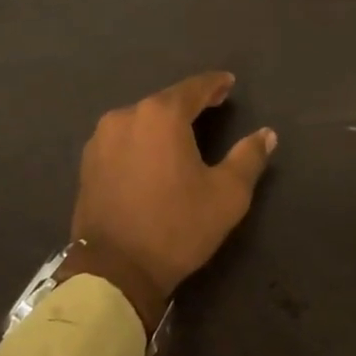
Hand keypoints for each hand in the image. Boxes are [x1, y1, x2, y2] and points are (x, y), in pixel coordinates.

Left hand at [62, 72, 276, 333]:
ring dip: (163, 122)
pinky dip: (141, 140)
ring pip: (142, 119)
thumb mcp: (227, 195)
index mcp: (162, 115)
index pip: (195, 88)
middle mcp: (127, 115)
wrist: (114, 273)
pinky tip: (152, 155)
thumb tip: (267, 134)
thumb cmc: (176, 227)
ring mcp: (101, 138)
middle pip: (166, 101)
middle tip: (213, 106)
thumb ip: (249, 157)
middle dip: (190, 103)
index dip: (215, 83)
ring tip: (182, 132)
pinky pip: (123, 139)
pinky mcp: (87, 162)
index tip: (229, 82)